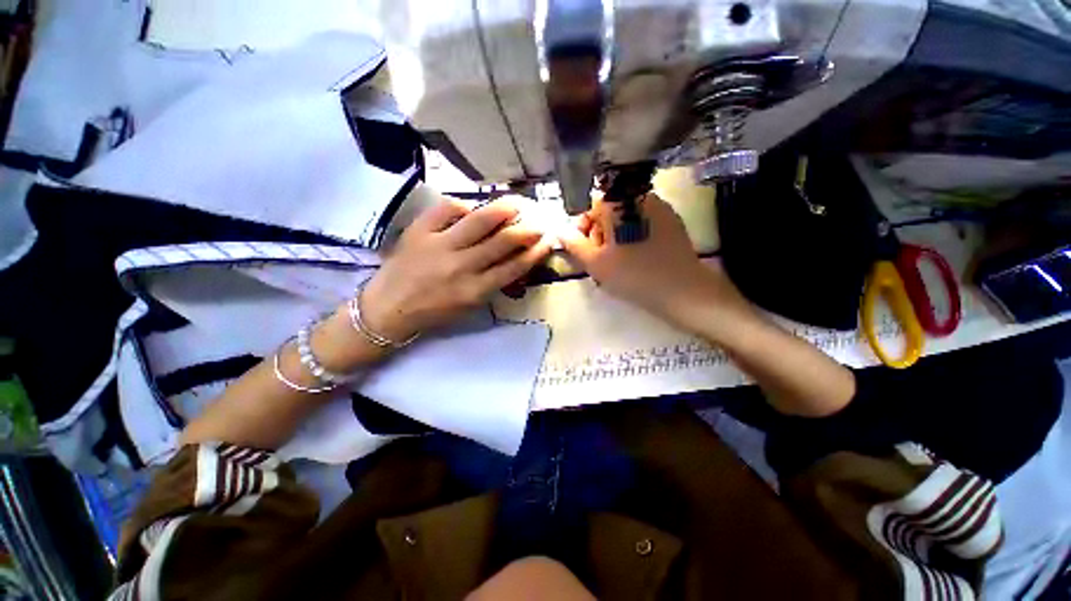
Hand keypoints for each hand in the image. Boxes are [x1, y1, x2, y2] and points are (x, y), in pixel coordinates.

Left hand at [361, 195, 553, 339]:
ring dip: (505, 209)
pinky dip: (466, 205)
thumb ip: (493, 284)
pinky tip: (474, 206)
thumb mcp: (469, 306)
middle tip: (539, 219)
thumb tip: (514, 258)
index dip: (536, 251)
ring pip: (480, 220)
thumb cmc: (433, 312)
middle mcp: (462, 267)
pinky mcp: (420, 231)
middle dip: (527, 228)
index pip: (515, 266)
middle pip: (503, 241)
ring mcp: (440, 245)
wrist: (387, 309)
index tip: (547, 240)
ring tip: (519, 202)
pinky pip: (449, 209)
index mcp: (475, 291)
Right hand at [559, 194, 746, 326]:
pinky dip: (634, 236)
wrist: (681, 289)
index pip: (589, 208)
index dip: (583, 229)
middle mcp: (638, 197)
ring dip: (617, 236)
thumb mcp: (595, 263)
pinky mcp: (672, 220)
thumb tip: (559, 230)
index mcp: (617, 203)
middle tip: (602, 259)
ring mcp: (659, 207)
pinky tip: (638, 257)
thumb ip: (573, 244)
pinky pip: (643, 223)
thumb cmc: (632, 275)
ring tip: (620, 261)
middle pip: (608, 211)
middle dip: (600, 233)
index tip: (586, 250)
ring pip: (626, 218)